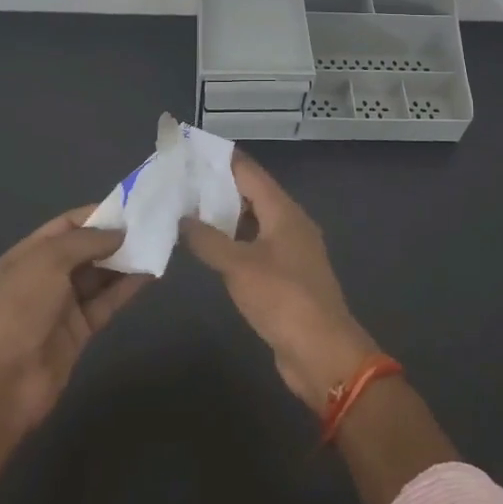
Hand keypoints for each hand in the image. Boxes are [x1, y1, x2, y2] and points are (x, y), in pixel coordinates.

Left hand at [0, 207, 145, 429]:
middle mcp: (47, 275)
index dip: (98, 214)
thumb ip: (85, 241)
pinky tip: (151, 273)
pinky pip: (107, 301)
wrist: (0, 383)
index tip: (133, 207)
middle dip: (116, 236)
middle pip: (86, 249)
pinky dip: (128, 287)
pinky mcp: (81, 331)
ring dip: (126, 261)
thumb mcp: (47, 262)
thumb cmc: (19, 310)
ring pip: (100, 275)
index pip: (67, 225)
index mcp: (30, 253)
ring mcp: (64, 305)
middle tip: (153, 224)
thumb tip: (119, 232)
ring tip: (159, 244)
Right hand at [180, 153, 376, 406]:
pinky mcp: (286, 277)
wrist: (322, 352)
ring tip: (186, 209)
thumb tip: (182, 217)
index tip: (191, 150)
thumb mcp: (239, 266)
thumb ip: (208, 239)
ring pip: (253, 223)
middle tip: (180, 181)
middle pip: (252, 195)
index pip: (249, 172)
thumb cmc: (282, 299)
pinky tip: (208, 247)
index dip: (221, 160)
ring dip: (224, 216)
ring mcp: (290, 252)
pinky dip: (233, 242)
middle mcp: (290, 225)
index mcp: (284, 212)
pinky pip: (255, 247)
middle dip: (218, 187)